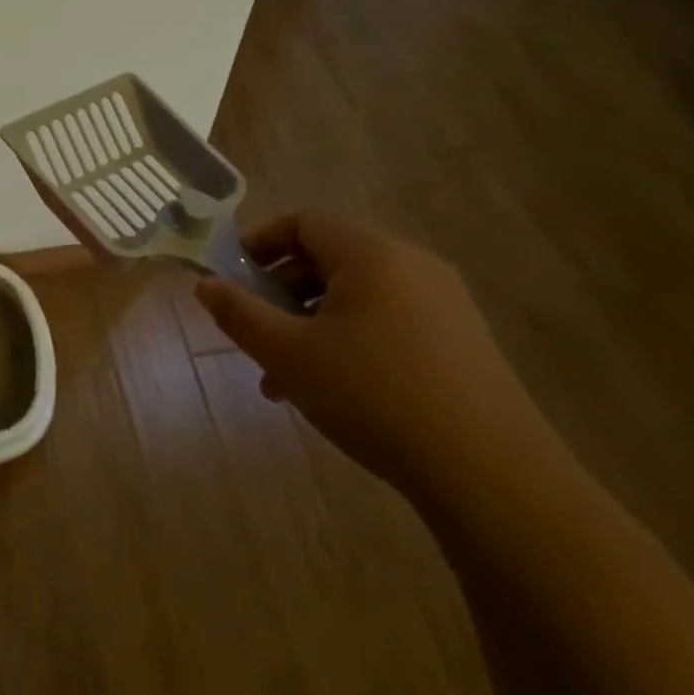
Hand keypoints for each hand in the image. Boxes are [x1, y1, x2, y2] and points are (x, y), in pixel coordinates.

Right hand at [195, 212, 558, 498]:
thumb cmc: (373, 395)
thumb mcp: (289, 354)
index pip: (305, 222)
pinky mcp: (460, 342)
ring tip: (283, 378)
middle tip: (255, 333)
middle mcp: (412, 266)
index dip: (261, 243)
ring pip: (356, 298)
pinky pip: (387, 323)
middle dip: (281, 293)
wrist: (488, 472)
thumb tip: (205, 284)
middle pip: (329, 260)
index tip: (232, 278)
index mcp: (372, 255)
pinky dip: (349, 341)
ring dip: (310, 325)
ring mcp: (443, 305)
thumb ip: (239, 314)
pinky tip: (331, 392)